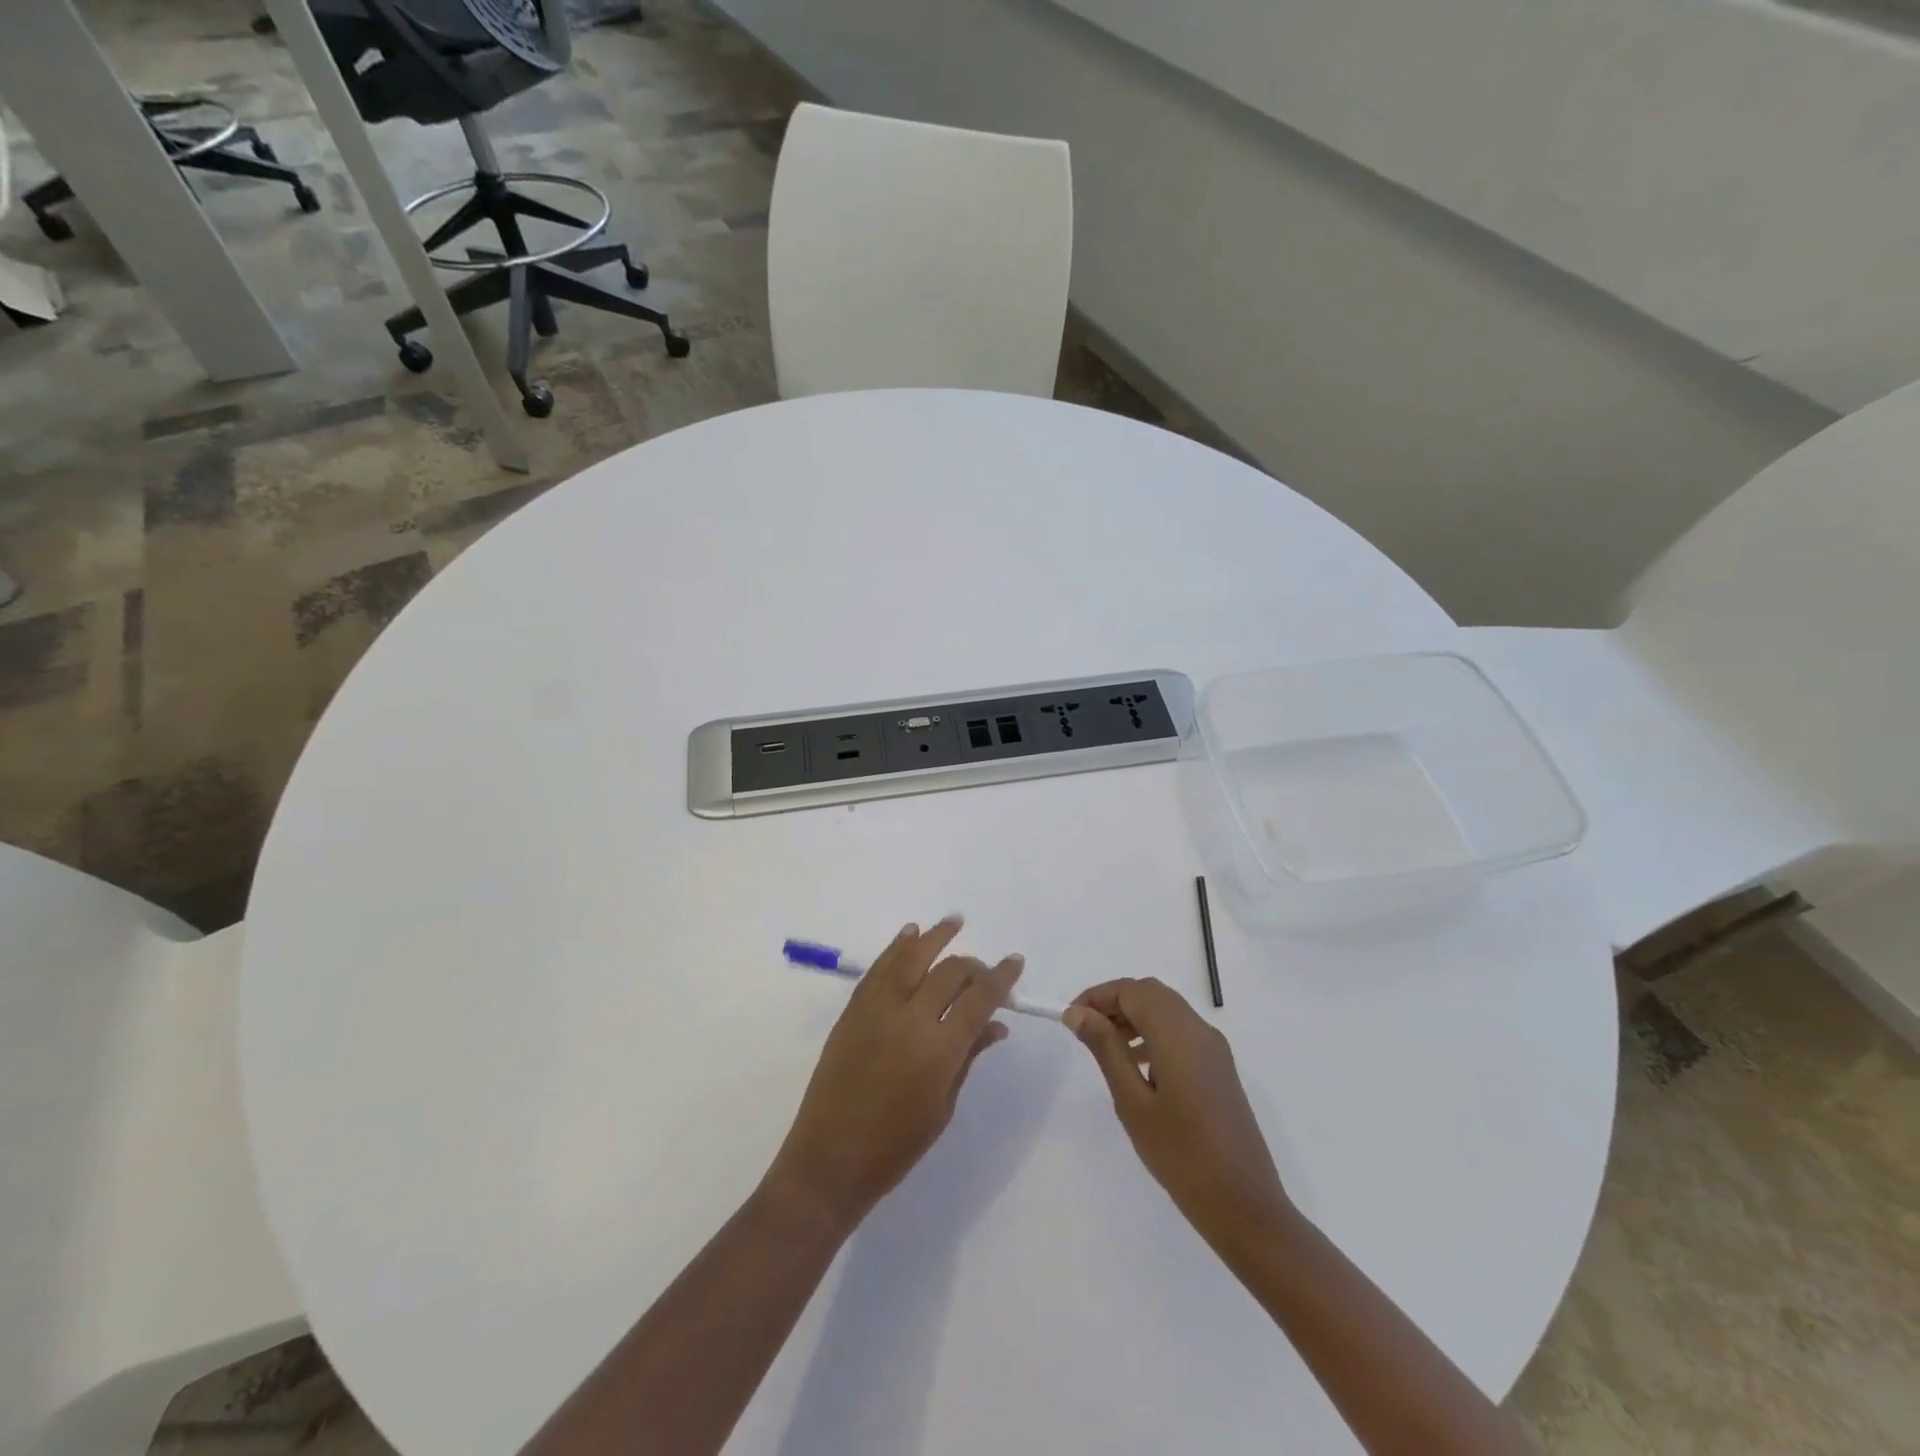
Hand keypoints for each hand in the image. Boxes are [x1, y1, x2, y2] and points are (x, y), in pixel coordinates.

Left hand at [764, 917, 1022, 1234]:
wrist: (829, 1159)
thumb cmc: (895, 1147)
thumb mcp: (943, 1106)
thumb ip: (969, 1057)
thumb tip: (996, 1025)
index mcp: (938, 1050)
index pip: (979, 999)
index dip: (1001, 978)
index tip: (1015, 962)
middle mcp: (909, 1019)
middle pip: (949, 973)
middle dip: (973, 965)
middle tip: (984, 969)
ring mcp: (876, 1010)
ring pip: (911, 958)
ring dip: (934, 937)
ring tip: (953, 922)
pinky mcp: (853, 1010)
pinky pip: (879, 969)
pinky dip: (896, 948)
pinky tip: (910, 934)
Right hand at [1063, 978, 1292, 1258]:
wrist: (1245, 1206)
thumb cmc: (1181, 1155)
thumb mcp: (1132, 1101)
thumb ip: (1105, 1049)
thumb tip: (1078, 1012)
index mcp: (1178, 1033)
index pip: (1131, 990)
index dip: (1097, 996)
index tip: (1070, 1019)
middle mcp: (1199, 1029)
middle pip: (1151, 994)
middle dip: (1115, 1003)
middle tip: (1085, 1030)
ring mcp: (1214, 1049)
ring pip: (1167, 1010)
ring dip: (1134, 1017)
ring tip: (1106, 1049)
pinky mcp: (1220, 1068)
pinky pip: (1181, 1032)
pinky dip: (1154, 1033)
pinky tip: (1139, 1068)